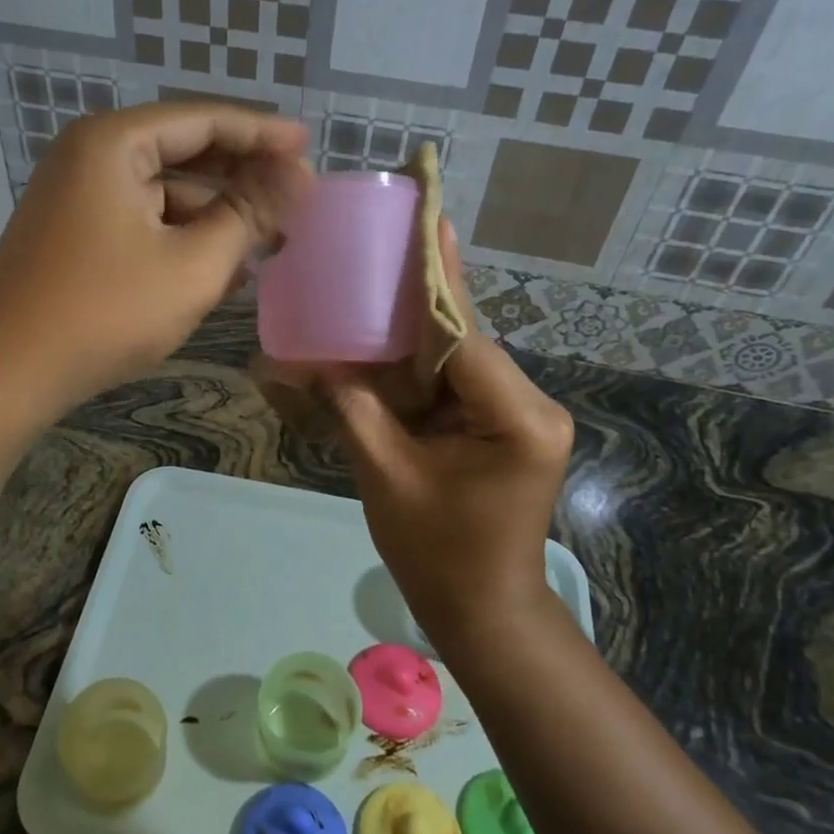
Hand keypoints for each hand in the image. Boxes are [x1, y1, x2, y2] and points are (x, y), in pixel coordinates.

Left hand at [0, 101, 309, 419]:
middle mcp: (91, 155)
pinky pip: (143, 220)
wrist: (6, 372)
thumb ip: (249, 214)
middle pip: (184, 151)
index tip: (309, 147)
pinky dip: (183, 236)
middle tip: (295, 195)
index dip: (263, 133)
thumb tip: (297, 178)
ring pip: (165, 191)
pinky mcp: (75, 233)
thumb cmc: (106, 311)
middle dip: (242, 176)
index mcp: (115, 143)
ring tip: (269, 241)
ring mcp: (78, 195)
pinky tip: (224, 267)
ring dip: (216, 213)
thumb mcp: (194, 264)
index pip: (205, 119)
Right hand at [327, 227, 573, 647]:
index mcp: (517, 416)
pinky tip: (384, 344)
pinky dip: (418, 369)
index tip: (425, 220)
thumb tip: (302, 360)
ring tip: (375, 283)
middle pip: (463, 339)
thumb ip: (352, 407)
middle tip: (389, 242)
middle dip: (419, 299)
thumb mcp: (386, 475)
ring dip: (413, 335)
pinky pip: (455, 384)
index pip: (463, 336)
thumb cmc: (438, 554)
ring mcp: (521, 415)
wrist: (484, 612)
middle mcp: (531, 404)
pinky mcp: (504, 426)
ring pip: (457, 358)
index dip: (434, 281)